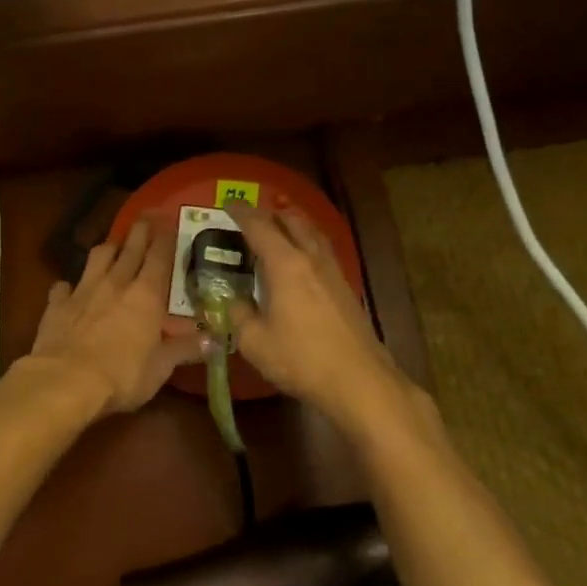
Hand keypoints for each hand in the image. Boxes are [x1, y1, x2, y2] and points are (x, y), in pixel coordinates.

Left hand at [27, 217, 203, 415]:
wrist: (65, 381)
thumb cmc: (121, 375)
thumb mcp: (160, 368)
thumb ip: (184, 350)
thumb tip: (214, 340)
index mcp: (146, 295)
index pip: (159, 256)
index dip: (166, 237)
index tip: (169, 221)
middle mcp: (115, 283)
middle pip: (129, 248)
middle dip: (140, 231)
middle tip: (146, 217)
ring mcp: (83, 291)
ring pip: (97, 257)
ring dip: (107, 249)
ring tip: (112, 246)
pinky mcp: (57, 305)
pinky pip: (62, 287)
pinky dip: (68, 286)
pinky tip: (68, 288)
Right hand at [228, 205, 407, 430]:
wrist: (358, 380)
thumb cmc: (300, 359)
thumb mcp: (254, 341)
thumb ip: (238, 314)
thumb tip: (232, 300)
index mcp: (285, 265)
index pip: (260, 227)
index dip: (242, 213)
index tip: (228, 205)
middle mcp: (311, 260)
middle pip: (293, 222)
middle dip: (272, 212)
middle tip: (254, 213)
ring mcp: (333, 273)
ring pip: (313, 234)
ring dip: (295, 224)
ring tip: (281, 225)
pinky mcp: (346, 290)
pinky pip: (323, 252)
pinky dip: (308, 243)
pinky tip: (303, 259)